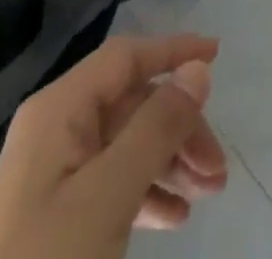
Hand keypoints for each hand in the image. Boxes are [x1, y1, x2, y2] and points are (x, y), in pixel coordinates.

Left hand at [0, 34, 228, 258]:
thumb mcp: (107, 197)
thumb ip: (156, 127)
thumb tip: (198, 69)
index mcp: (59, 110)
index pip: (126, 57)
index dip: (173, 51)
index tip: (219, 58)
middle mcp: (55, 131)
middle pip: (132, 105)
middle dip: (180, 128)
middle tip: (218, 168)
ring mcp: (52, 177)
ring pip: (126, 146)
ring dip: (170, 162)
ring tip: (208, 194)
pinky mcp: (53, 219)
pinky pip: (112, 185)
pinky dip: (147, 193)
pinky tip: (174, 219)